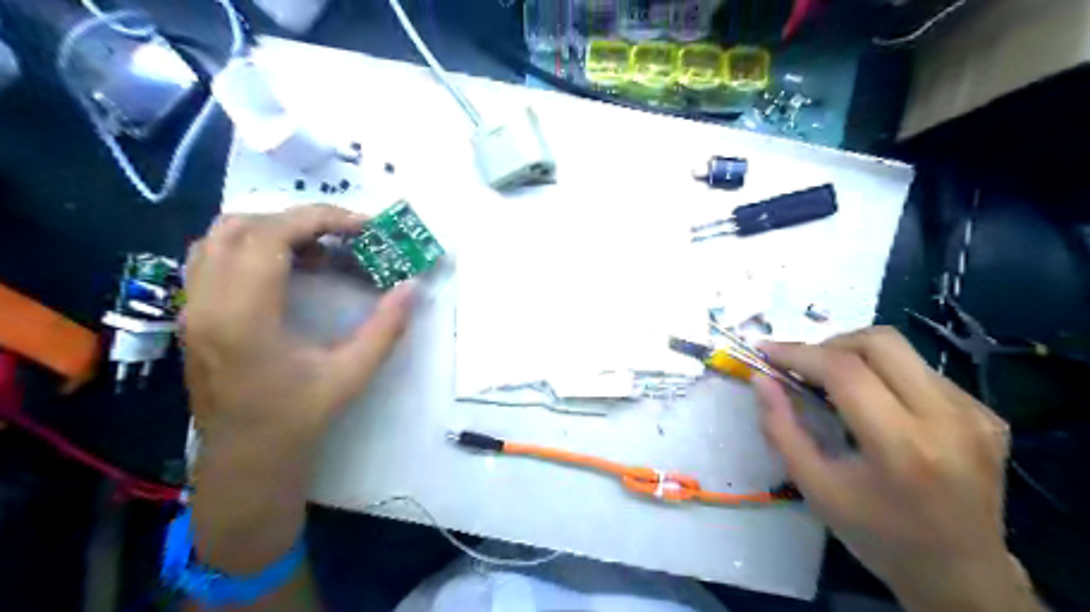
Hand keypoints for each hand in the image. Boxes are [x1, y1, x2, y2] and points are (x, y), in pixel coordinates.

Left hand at [183, 202, 414, 455]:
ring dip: (271, 230)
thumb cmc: (298, 418)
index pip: (270, 236)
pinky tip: (286, 271)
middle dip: (299, 221)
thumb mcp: (351, 375)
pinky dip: (250, 247)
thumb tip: (412, 286)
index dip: (319, 219)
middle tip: (343, 237)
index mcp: (244, 316)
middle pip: (242, 226)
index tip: (362, 226)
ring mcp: (192, 307)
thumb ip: (385, 328)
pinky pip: (212, 258)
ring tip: (316, 251)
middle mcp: (207, 302)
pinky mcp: (193, 314)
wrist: (246, 458)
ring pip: (219, 237)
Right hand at [751, 328, 1036, 610]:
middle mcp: (946, 419)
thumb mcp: (814, 487)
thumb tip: (761, 379)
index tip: (767, 351)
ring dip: (857, 357)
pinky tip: (877, 406)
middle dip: (830, 344)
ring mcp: (973, 413)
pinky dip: (886, 375)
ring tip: (836, 386)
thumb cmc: (877, 534)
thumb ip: (780, 428)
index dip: (799, 353)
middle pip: (879, 342)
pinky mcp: (985, 413)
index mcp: (901, 445)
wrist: (961, 574)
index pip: (844, 370)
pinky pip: (921, 371)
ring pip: (901, 351)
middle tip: (806, 368)